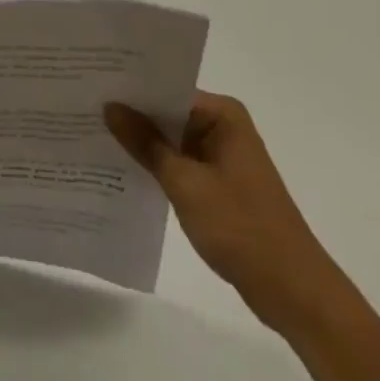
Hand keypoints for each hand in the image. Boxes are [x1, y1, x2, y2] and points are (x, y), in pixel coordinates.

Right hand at [106, 92, 348, 331]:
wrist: (294, 293)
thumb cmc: (242, 228)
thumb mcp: (186, 184)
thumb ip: (146, 144)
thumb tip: (111, 106)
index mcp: (222, 114)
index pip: (167, 89)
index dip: (131, 90)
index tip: (92, 87)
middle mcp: (224, 126)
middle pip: (168, 113)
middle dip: (133, 117)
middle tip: (85, 109)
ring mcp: (223, 156)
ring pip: (172, 140)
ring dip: (143, 144)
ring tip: (94, 135)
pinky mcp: (220, 184)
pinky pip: (181, 164)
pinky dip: (158, 167)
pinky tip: (124, 170)